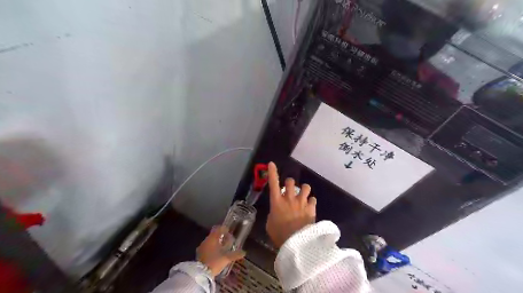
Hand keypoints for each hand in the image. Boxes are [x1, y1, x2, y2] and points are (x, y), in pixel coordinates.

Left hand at [196, 225, 244, 275]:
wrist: (200, 274)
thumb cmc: (214, 262)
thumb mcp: (226, 258)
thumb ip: (235, 254)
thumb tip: (244, 252)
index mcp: (212, 238)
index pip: (218, 229)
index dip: (224, 229)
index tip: (229, 231)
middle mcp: (206, 241)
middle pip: (214, 235)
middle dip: (221, 236)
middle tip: (228, 240)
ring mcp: (201, 247)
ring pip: (210, 241)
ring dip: (216, 242)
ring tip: (223, 247)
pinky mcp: (199, 254)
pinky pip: (207, 247)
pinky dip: (212, 248)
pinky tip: (216, 253)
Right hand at [266, 162, 313, 248]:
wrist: (297, 244)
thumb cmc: (279, 234)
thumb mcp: (270, 224)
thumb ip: (273, 214)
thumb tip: (277, 211)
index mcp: (277, 202)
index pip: (273, 183)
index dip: (272, 172)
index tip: (272, 163)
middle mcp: (289, 198)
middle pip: (290, 182)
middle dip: (289, 183)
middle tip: (289, 190)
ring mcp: (301, 202)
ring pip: (305, 187)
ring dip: (303, 190)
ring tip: (303, 195)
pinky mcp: (311, 208)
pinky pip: (313, 199)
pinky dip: (311, 202)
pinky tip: (309, 206)